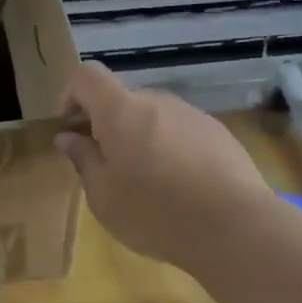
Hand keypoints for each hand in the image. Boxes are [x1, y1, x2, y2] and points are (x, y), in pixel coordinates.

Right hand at [55, 63, 272, 271]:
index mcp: (120, 110)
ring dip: (140, 139)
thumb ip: (83, 159)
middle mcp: (156, 101)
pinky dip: (170, 150)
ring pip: (153, 118)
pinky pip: (181, 132)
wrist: (233, 226)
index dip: (71, 95)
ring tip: (146, 184)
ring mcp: (192, 115)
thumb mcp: (103, 194)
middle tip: (105, 168)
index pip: (86, 76)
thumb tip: (68, 136)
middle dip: (107, 126)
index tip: (70, 129)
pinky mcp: (219, 133)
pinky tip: (180, 189)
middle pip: (122, 100)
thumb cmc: (153, 212)